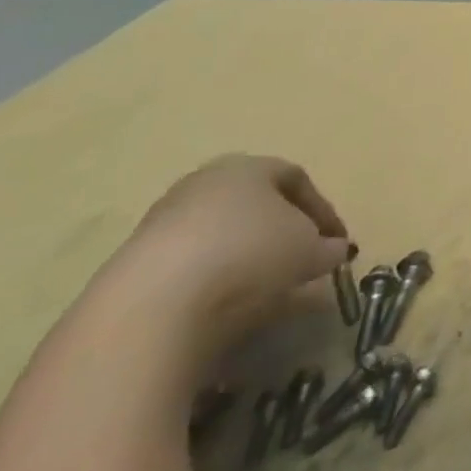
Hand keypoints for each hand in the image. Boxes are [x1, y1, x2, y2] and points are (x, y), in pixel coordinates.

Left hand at [108, 155, 352, 366]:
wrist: (152, 303)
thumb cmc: (248, 254)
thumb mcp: (307, 251)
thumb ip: (326, 247)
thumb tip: (336, 250)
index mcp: (249, 165)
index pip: (296, 179)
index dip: (322, 211)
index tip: (337, 243)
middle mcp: (205, 182)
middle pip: (254, 203)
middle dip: (281, 231)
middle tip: (300, 260)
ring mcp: (163, 220)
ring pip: (219, 233)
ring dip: (244, 257)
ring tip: (262, 289)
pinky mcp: (133, 262)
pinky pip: (188, 264)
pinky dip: (211, 279)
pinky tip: (221, 305)